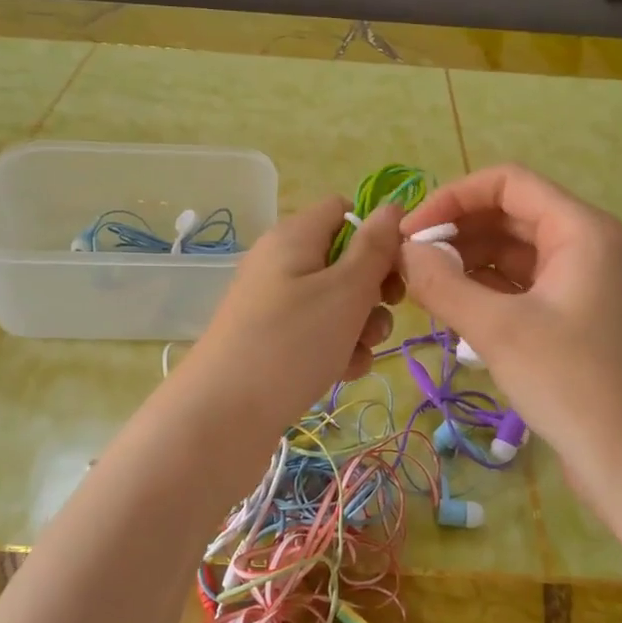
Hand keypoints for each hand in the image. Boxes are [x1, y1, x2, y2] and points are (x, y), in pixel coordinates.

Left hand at [181, 197, 402, 436]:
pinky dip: (337, 350)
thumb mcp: (345, 290)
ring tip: (357, 353)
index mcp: (295, 236)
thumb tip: (392, 207)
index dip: (376, 234)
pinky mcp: (274, 341)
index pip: (344, 210)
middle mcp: (283, 263)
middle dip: (373, 290)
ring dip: (360, 327)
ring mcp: (276, 305)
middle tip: (384, 312)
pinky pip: (318, 334)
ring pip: (337, 303)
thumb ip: (375, 247)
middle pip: (345, 260)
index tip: (397, 267)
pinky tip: (342, 373)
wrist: (224, 415)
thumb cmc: (292, 342)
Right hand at [400, 165, 621, 487]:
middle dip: (455, 232)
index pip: (507, 183)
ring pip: (510, 253)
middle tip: (406, 263)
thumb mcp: (499, 330)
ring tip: (420, 288)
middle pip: (507, 216)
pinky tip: (449, 310)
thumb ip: (443, 283)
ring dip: (465, 262)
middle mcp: (583, 245)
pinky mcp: (569, 317)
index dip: (453, 197)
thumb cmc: (572, 384)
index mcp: (579, 229)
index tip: (410, 232)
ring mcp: (578, 283)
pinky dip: (482, 291)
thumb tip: (403, 250)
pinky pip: (518, 286)